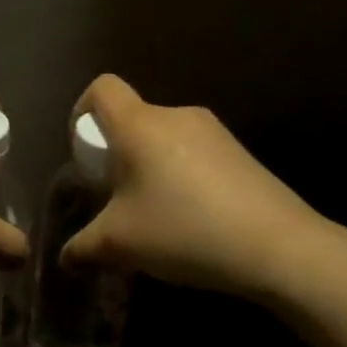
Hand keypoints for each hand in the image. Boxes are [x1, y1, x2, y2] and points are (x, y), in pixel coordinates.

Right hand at [62, 74, 346, 299]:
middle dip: (118, 153)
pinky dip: (182, 176)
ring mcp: (213, 131)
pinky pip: (194, 153)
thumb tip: (66, 258)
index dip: (83, 110)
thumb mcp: (120, 244)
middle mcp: (175, 115)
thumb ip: (83, 248)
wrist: (279, 247)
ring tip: (157, 214)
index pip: (102, 87)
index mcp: (140, 124)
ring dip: (151, 167)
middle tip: (119, 196)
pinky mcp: (240, 153)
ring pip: (164, 138)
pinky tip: (194, 219)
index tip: (86, 152)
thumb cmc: (184, 230)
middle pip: (133, 118)